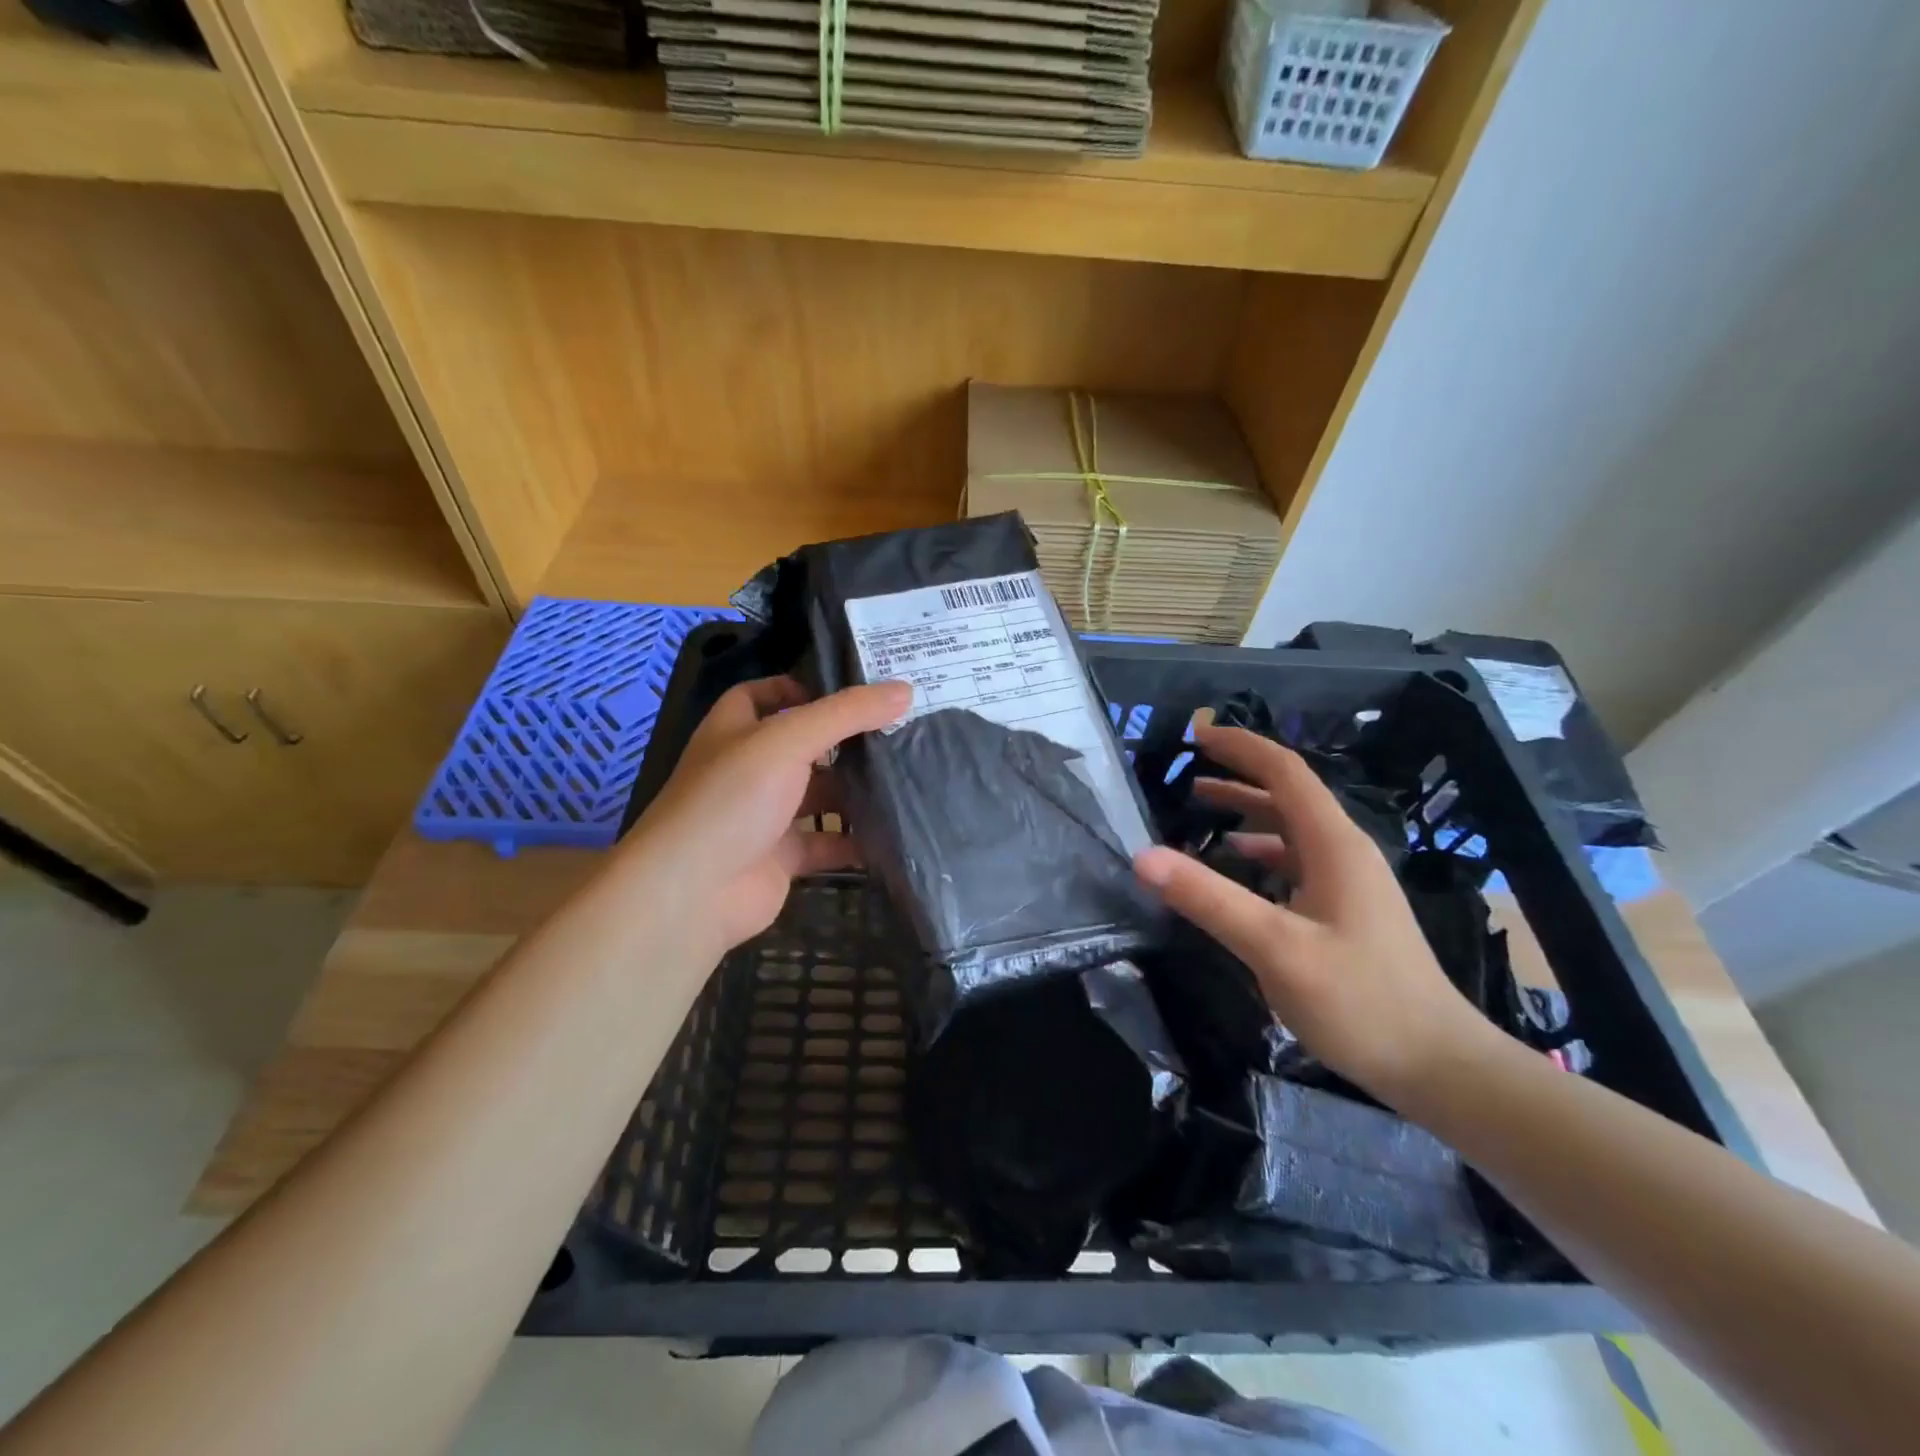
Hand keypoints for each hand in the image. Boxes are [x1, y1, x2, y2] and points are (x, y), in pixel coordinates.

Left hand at [631, 675, 910, 958]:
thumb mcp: (789, 740)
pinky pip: (825, 843)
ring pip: (817, 795)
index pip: (764, 695)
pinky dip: (854, 841)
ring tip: (907, 778)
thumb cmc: (733, 799)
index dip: (801, 688)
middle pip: (802, 745)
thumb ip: (846, 713)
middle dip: (845, 741)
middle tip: (900, 731)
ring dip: (855, 791)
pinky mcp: (781, 857)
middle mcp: (749, 769)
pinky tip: (892, 832)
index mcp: (736, 730)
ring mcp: (764, 815)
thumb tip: (904, 689)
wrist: (693, 892)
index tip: (852, 691)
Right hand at [1134, 724, 1497, 1106]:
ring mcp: (1349, 882)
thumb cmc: (1359, 1001)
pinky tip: (1236, 866)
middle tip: (1187, 769)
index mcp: (1334, 845)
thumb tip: (1143, 856)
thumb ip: (1208, 899)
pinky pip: (1296, 860)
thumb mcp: (1275, 948)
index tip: (1197, 733)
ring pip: (1291, 828)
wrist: (1438, 1066)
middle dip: (1238, 774)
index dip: (1240, 746)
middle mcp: (1344, 851)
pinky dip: (1259, 850)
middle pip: (1287, 794)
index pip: (1284, 771)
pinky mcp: (1347, 910)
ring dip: (1246, 811)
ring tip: (1199, 809)